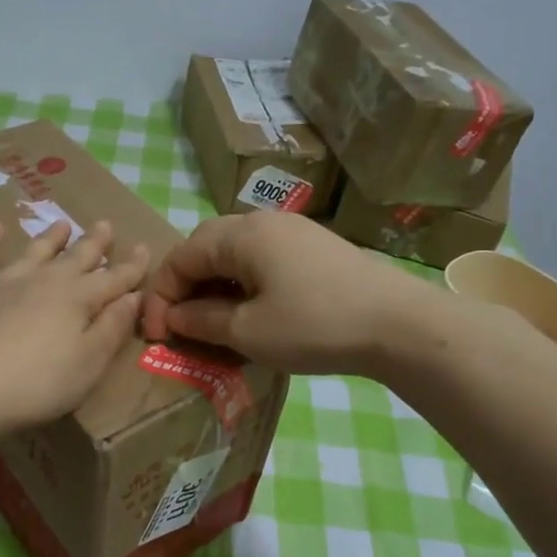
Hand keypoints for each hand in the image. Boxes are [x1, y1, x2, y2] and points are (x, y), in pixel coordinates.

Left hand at [0, 219, 148, 437]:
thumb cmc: (38, 384)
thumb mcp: (89, 363)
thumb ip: (112, 328)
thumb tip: (134, 296)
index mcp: (77, 300)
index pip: (113, 279)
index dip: (132, 267)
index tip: (146, 248)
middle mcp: (43, 282)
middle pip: (75, 258)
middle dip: (94, 243)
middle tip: (106, 224)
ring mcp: (3, 285)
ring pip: (33, 253)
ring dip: (50, 238)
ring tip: (63, 223)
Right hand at [141, 211, 431, 376]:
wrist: (399, 324)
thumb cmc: (314, 326)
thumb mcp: (247, 332)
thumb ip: (201, 321)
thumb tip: (175, 316)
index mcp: (240, 235)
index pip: (180, 257)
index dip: (161, 296)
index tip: (158, 335)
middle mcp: (263, 221)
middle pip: (205, 247)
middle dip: (185, 286)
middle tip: (181, 325)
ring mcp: (293, 231)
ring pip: (235, 252)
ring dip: (214, 285)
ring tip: (212, 322)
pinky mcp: (315, 248)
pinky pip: (262, 259)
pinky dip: (243, 283)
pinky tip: (252, 312)